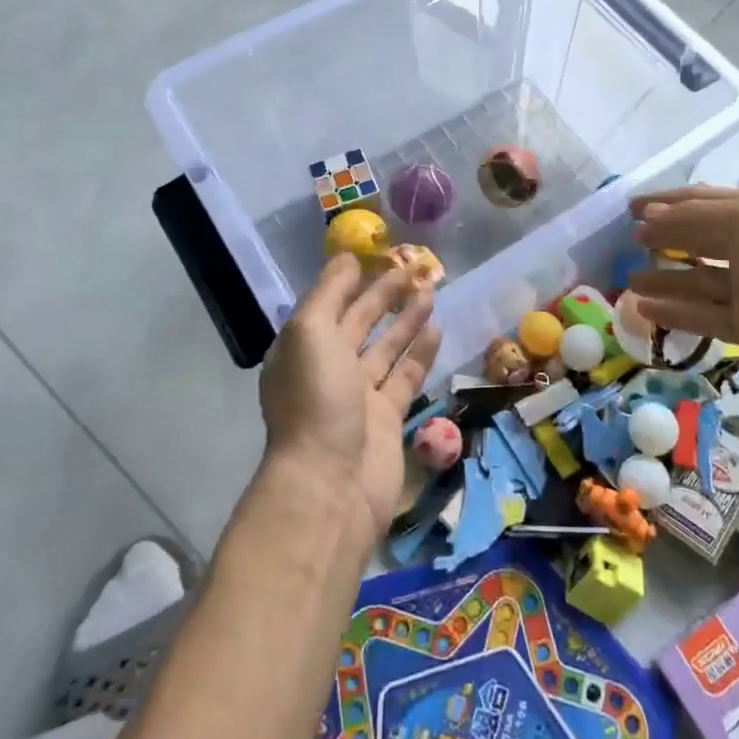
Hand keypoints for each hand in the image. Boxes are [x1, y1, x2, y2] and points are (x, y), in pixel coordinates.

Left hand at [259, 255, 440, 545]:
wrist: (331, 484)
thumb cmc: (316, 399)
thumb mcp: (311, 332)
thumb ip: (329, 292)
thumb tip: (345, 257)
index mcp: (302, 348)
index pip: (328, 304)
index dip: (351, 279)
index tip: (377, 254)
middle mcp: (328, 368)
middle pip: (359, 322)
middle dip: (383, 294)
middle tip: (413, 267)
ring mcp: (358, 395)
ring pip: (386, 347)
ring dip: (405, 319)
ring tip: (430, 290)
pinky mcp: (386, 417)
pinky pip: (405, 376)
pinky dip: (419, 352)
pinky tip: (436, 328)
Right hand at [627, 186, 738, 405]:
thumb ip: (692, 221)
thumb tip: (647, 220)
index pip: (703, 200)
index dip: (666, 201)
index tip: (629, 208)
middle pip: (699, 238)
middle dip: (662, 238)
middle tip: (623, 244)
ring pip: (699, 279)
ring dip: (664, 278)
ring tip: (624, 281)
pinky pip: (707, 315)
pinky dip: (676, 311)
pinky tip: (643, 308)